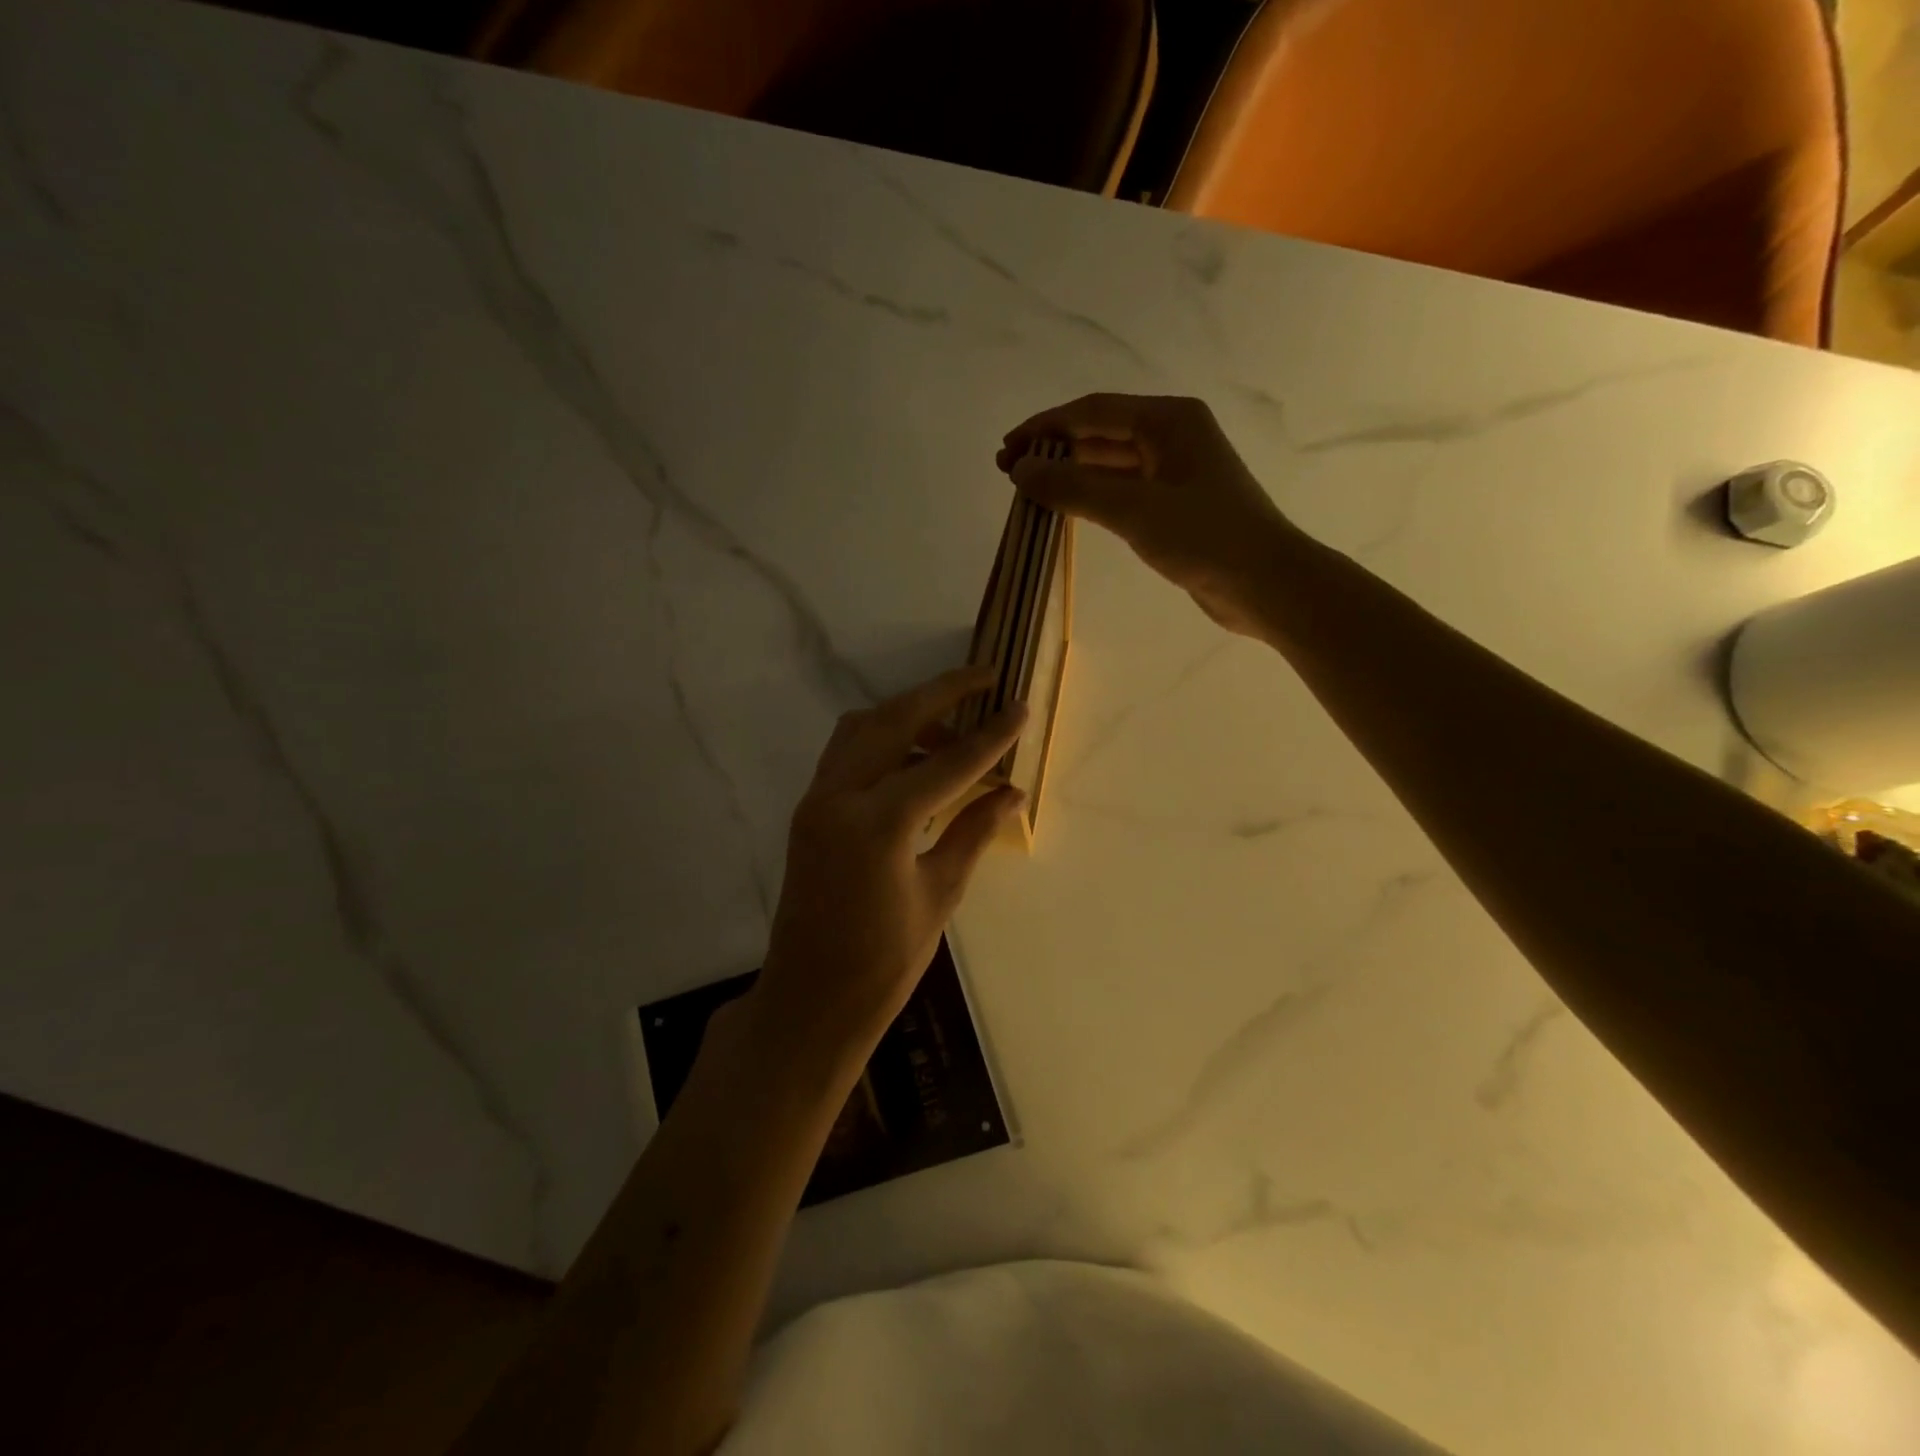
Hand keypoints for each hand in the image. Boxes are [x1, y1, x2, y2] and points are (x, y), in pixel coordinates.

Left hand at [750, 665, 1027, 1069]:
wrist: (810, 1000)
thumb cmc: (882, 963)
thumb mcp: (939, 895)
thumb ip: (973, 832)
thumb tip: (1012, 793)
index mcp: (878, 824)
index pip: (946, 764)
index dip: (989, 737)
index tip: (1019, 707)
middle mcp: (839, 797)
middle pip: (894, 719)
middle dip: (942, 692)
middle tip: (985, 678)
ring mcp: (817, 800)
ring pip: (863, 727)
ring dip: (909, 714)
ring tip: (954, 730)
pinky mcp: (809, 810)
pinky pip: (847, 753)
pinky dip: (883, 740)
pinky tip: (916, 760)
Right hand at [997, 393, 1294, 635]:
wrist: (1265, 583)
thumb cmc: (1204, 537)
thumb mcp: (1132, 510)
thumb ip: (1073, 488)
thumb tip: (1020, 471)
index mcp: (1168, 420)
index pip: (1092, 412)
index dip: (1044, 428)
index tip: (1006, 450)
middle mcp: (1172, 435)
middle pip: (1100, 434)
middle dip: (1054, 450)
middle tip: (1009, 473)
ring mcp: (1175, 471)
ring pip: (1110, 463)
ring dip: (1070, 474)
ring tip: (1029, 491)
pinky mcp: (1176, 504)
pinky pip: (1123, 490)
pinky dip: (1092, 495)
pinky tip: (1067, 508)